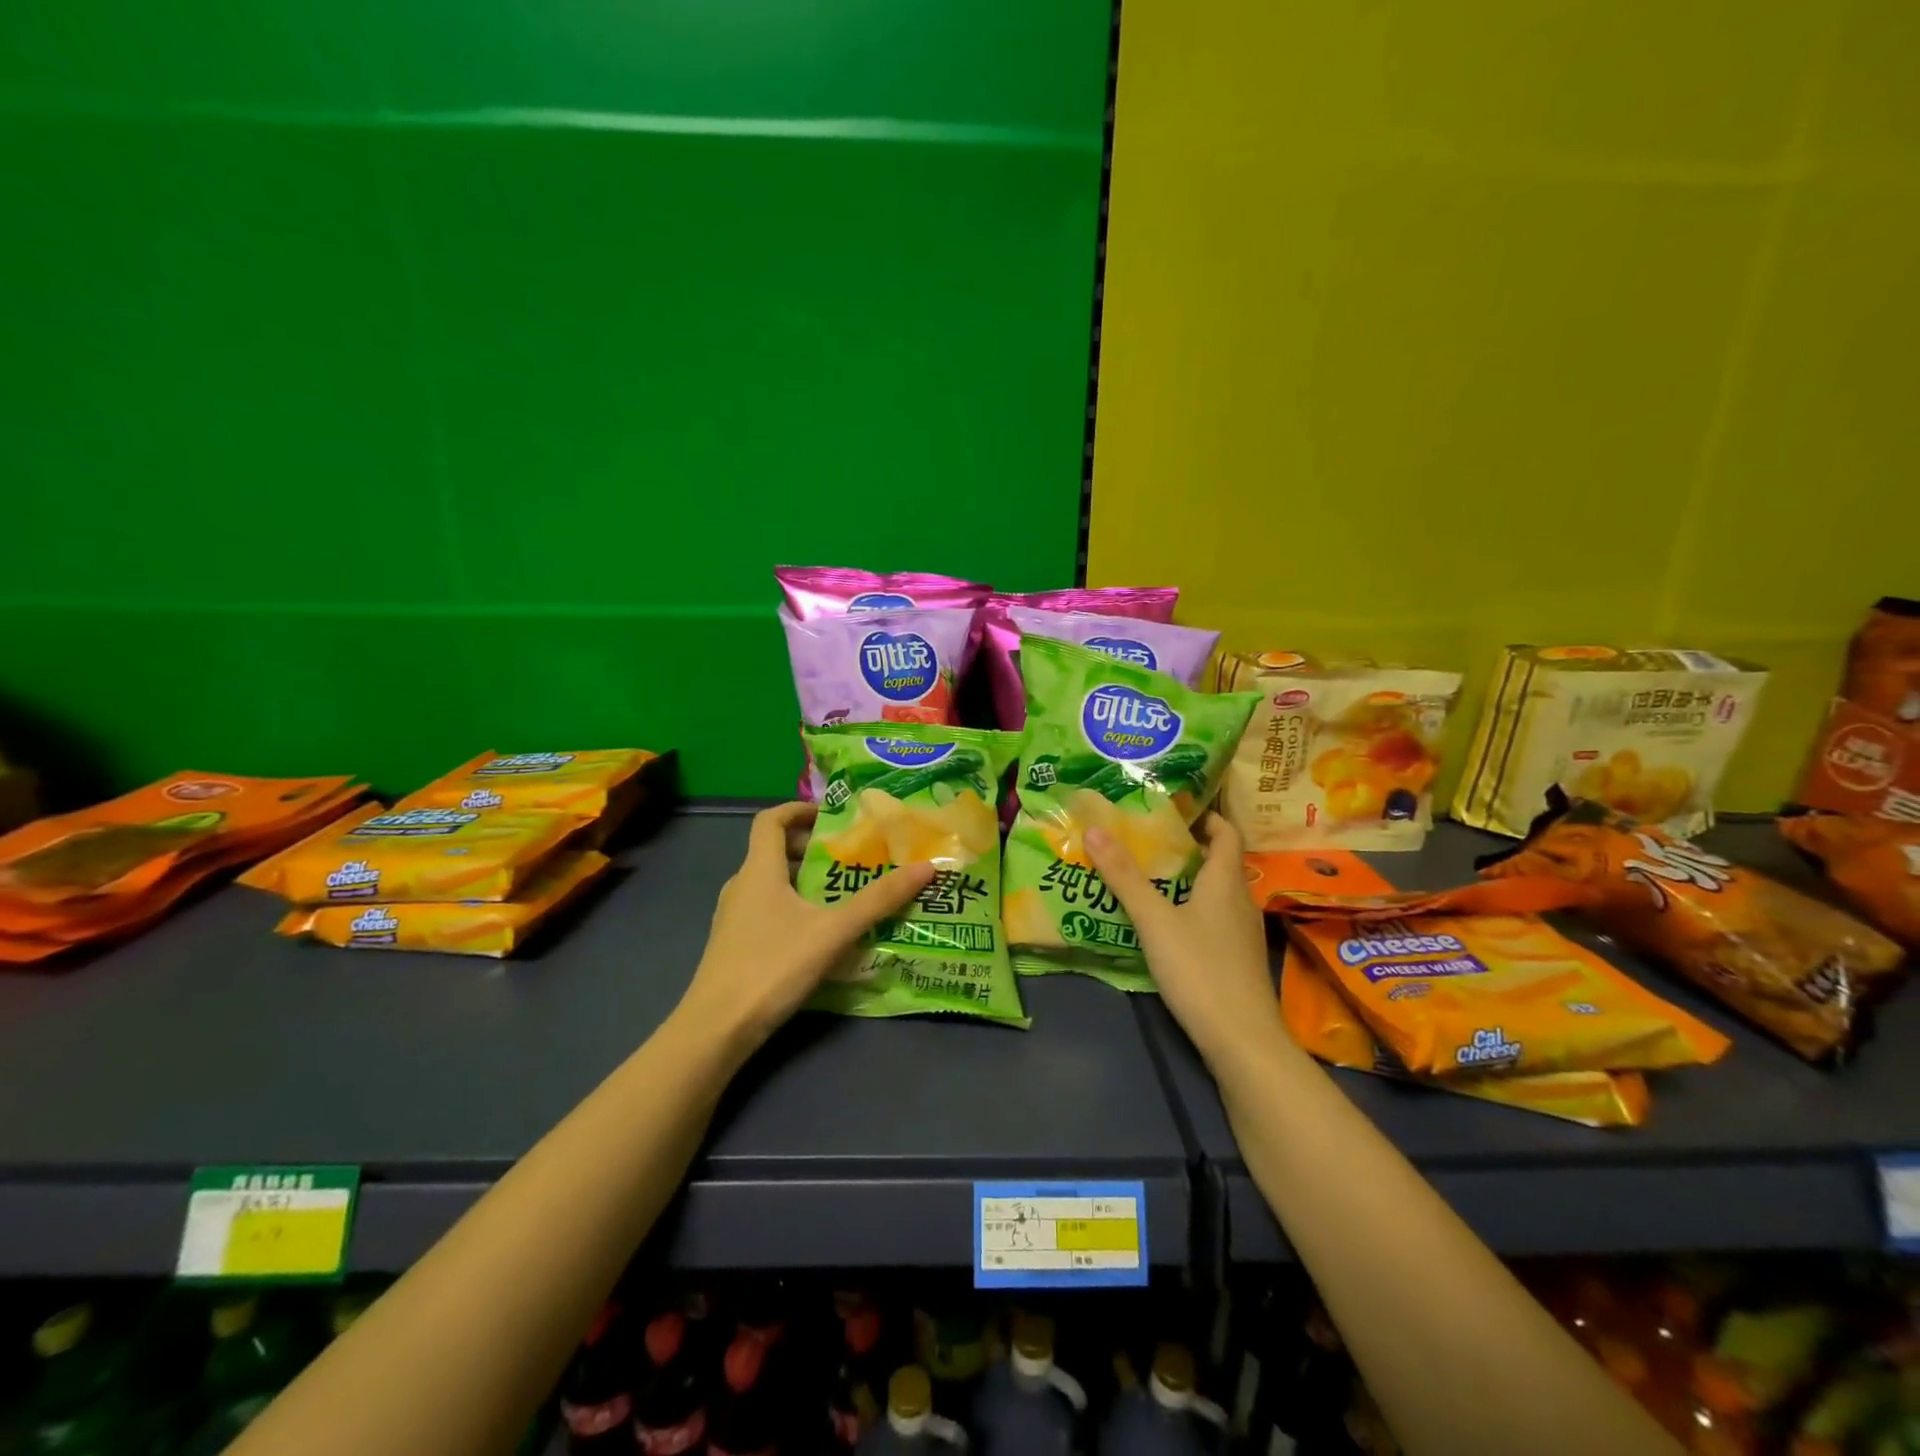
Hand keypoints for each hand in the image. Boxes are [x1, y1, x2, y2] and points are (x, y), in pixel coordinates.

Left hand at [674, 803, 933, 1054]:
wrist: (716, 1029)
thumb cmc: (772, 967)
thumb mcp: (833, 932)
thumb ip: (878, 900)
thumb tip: (925, 867)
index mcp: (758, 870)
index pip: (770, 819)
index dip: (798, 809)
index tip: (831, 816)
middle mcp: (741, 886)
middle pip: (772, 850)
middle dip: (810, 848)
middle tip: (849, 856)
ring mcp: (733, 917)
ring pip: (770, 882)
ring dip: (803, 879)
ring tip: (841, 893)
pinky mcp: (734, 945)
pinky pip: (766, 909)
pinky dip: (792, 906)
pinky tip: (818, 933)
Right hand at [1084, 813, 1287, 1067]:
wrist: (1243, 1041)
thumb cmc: (1200, 970)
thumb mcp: (1154, 920)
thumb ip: (1124, 876)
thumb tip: (1095, 828)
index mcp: (1226, 881)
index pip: (1227, 833)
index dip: (1207, 816)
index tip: (1175, 808)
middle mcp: (1240, 900)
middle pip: (1219, 861)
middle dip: (1187, 847)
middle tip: (1147, 839)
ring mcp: (1243, 933)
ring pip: (1216, 892)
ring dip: (1188, 879)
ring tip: (1149, 876)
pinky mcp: (1238, 959)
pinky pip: (1215, 918)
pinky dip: (1192, 908)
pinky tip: (1166, 923)